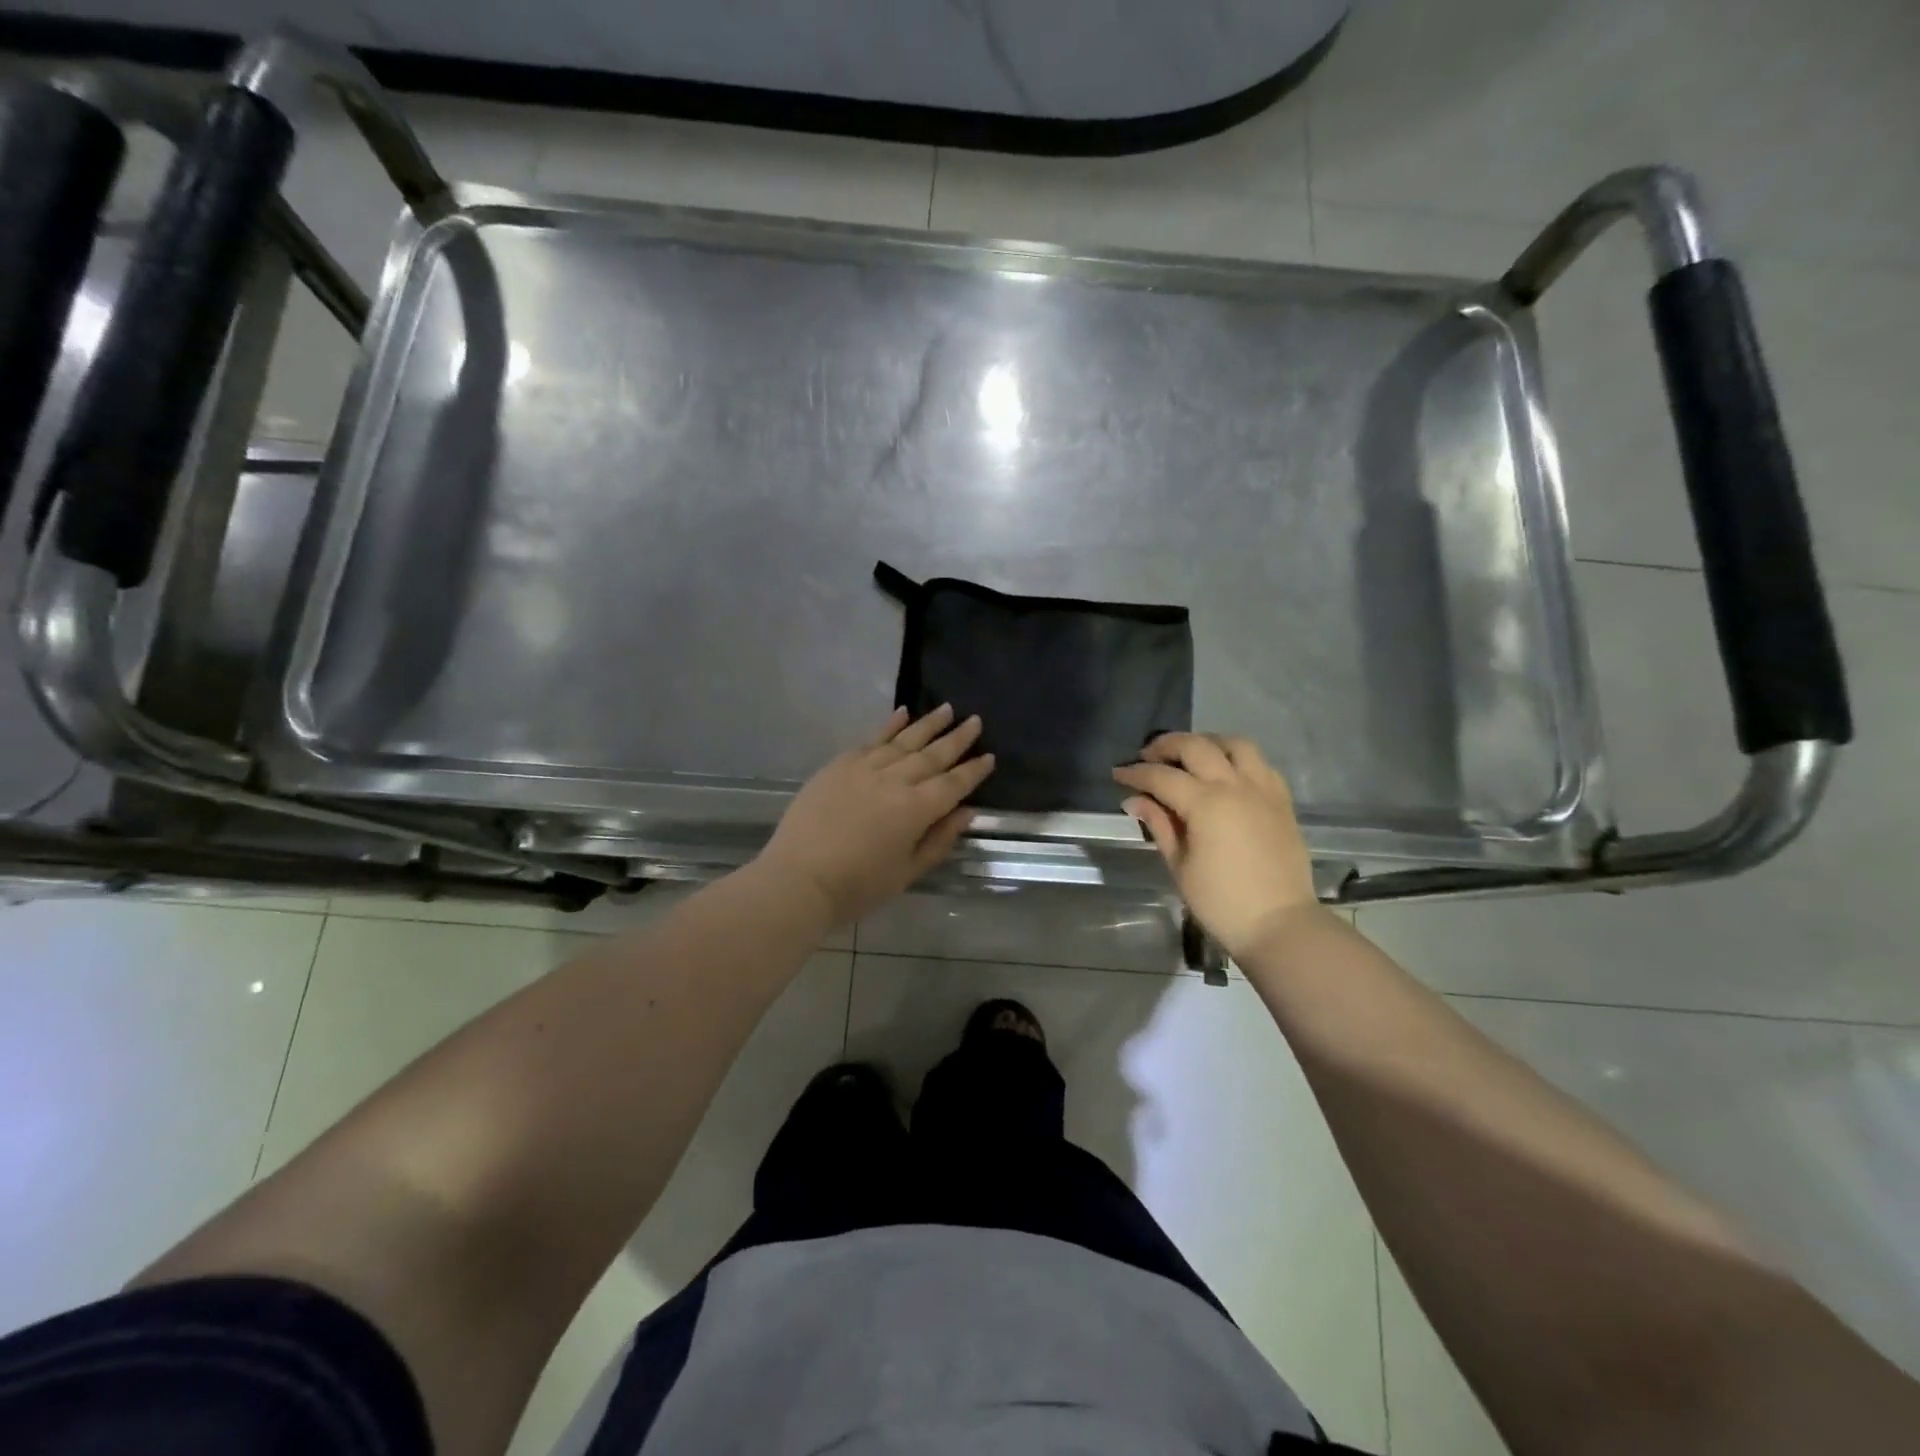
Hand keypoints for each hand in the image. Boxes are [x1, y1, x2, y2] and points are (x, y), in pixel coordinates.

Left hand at [758, 705, 995, 927]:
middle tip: (975, 720)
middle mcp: (895, 780)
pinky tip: (902, 713)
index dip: (973, 771)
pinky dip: (889, 726)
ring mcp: (865, 768)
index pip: (953, 784)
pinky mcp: (839, 765)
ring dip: (928, 724)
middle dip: (957, 738)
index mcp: (916, 809)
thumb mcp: (907, 872)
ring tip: (947, 709)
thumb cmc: (858, 886)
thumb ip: (939, 839)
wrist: (798, 879)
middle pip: (933, 755)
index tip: (989, 755)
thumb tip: (966, 811)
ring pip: (904, 740)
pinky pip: (871, 739)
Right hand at [1113, 733, 1321, 961]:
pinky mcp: (1282, 801)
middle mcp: (1235, 786)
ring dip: (1207, 742)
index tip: (1118, 773)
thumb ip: (1159, 825)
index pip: (1162, 777)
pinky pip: (1260, 764)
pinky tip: (1225, 772)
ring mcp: (1263, 790)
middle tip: (1147, 757)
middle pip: (1196, 747)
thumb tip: (1135, 800)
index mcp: (1206, 803)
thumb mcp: (1180, 866)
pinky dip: (1237, 759)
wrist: (1279, 924)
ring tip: (1189, 755)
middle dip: (1166, 746)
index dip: (1136, 773)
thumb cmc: (1221, 902)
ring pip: (1235, 744)